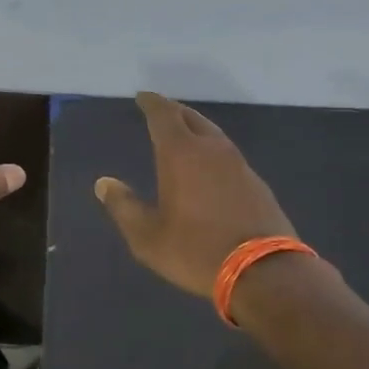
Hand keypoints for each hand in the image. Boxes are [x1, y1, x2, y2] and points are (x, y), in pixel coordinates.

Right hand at [95, 91, 297, 299]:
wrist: (264, 271)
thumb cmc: (197, 251)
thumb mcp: (148, 237)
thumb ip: (124, 207)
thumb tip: (104, 183)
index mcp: (181, 154)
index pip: (163, 115)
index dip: (151, 103)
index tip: (142, 97)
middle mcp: (212, 149)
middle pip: (191, 118)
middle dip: (173, 111)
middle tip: (160, 111)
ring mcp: (239, 164)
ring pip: (213, 134)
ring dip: (195, 128)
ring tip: (183, 134)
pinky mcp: (256, 182)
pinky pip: (228, 154)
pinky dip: (212, 150)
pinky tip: (210, 166)